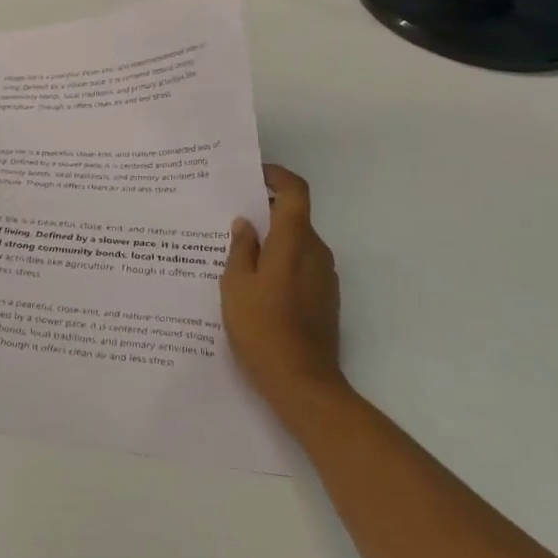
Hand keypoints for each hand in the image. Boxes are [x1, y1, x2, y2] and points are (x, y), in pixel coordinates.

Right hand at [220, 165, 345, 415]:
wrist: (303, 382)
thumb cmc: (262, 328)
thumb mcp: (236, 285)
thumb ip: (241, 248)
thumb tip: (246, 223)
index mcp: (293, 242)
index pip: (295, 192)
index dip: (277, 176)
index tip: (254, 175)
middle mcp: (316, 252)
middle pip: (294, 218)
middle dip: (266, 213)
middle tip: (231, 220)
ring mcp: (325, 277)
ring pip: (297, 244)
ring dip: (273, 241)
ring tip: (238, 255)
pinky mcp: (326, 299)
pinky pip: (302, 266)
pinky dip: (282, 263)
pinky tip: (257, 285)